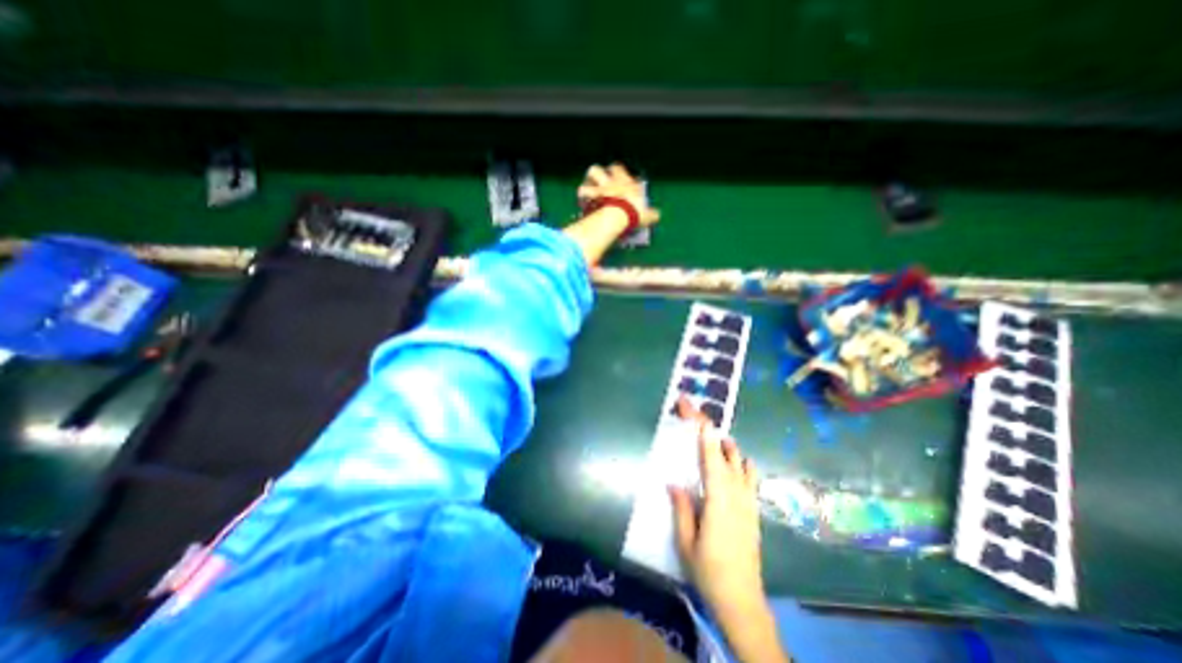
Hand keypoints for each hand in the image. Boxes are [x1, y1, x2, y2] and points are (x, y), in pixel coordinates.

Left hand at [576, 163, 659, 227]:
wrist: (617, 216)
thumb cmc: (634, 213)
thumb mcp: (647, 215)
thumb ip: (651, 214)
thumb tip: (656, 215)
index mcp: (624, 181)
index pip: (618, 169)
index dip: (616, 172)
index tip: (616, 178)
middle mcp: (609, 181)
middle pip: (597, 169)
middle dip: (596, 174)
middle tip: (597, 183)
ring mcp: (597, 188)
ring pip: (587, 179)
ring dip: (586, 184)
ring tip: (586, 192)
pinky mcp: (588, 198)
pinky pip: (582, 194)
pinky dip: (581, 199)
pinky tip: (582, 205)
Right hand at [670, 398, 760, 621]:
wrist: (743, 601)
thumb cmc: (709, 572)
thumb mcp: (686, 541)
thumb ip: (682, 508)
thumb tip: (674, 482)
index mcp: (719, 499)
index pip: (709, 455)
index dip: (701, 430)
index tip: (691, 409)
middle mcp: (737, 494)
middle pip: (725, 452)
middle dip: (709, 429)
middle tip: (693, 414)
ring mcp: (749, 500)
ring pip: (741, 461)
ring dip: (725, 444)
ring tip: (710, 437)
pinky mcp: (753, 509)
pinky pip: (749, 476)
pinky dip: (739, 461)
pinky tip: (729, 464)